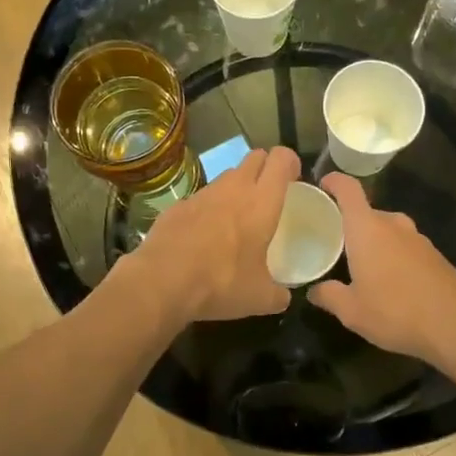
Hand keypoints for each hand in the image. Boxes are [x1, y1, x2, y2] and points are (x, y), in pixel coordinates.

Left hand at [126, 146, 301, 320]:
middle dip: (265, 168)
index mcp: (261, 202)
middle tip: (268, 195)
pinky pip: (201, 198)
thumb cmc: (221, 283)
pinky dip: (208, 209)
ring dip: (236, 188)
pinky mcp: (177, 206)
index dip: (291, 163)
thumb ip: (278, 294)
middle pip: (254, 157)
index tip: (294, 180)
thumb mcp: (260, 298)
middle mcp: (233, 188)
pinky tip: (203, 236)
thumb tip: (283, 298)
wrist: (162, 282)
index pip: (281, 159)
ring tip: (236, 219)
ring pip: (226, 176)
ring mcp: (202, 194)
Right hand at [308, 173, 455, 362]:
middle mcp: (393, 225)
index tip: (322, 184)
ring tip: (361, 266)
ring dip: (374, 242)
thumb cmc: (395, 312)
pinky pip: (405, 247)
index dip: (334, 182)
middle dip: (350, 225)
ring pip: (388, 231)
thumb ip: (329, 296)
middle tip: (334, 243)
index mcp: (367, 229)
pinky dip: (393, 256)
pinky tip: (390, 282)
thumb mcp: (352, 311)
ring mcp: (418, 239)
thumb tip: (314, 291)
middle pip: (367, 213)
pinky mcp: (435, 256)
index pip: (348, 190)